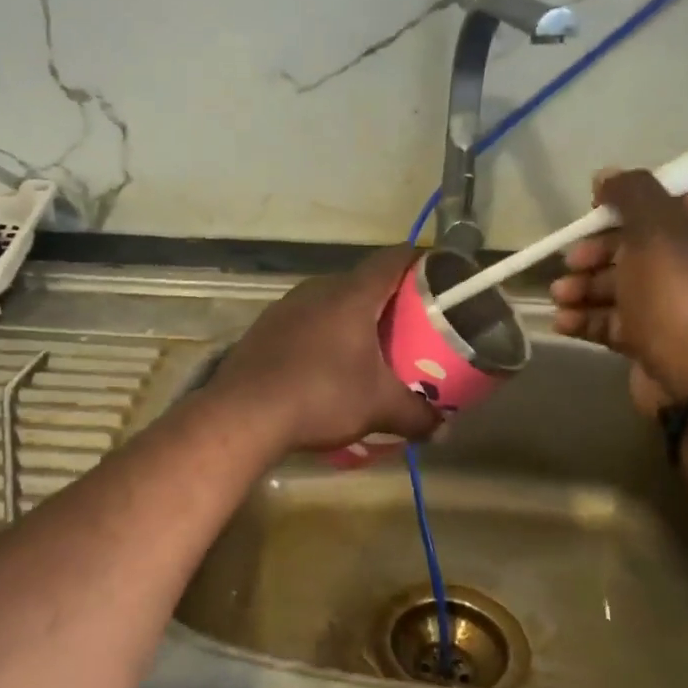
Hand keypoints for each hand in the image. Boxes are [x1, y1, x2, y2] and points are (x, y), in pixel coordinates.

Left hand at [212, 247, 441, 451]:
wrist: (244, 414)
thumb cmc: (321, 397)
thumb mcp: (378, 408)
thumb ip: (416, 415)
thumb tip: (444, 429)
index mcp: (352, 295)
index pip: (393, 259)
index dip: (420, 261)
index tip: (439, 276)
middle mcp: (318, 289)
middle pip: (362, 281)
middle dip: (388, 299)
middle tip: (410, 325)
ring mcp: (286, 307)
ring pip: (330, 301)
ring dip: (352, 318)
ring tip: (369, 347)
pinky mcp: (264, 328)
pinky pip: (305, 320)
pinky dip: (322, 334)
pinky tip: (325, 364)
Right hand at [550, 169, 687, 411]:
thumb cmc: (680, 292)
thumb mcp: (655, 228)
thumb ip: (631, 193)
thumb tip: (607, 175)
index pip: (672, 200)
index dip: (629, 202)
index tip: (593, 211)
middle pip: (639, 245)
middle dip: (596, 254)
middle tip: (571, 261)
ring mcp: (680, 305)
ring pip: (623, 285)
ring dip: (584, 287)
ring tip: (559, 296)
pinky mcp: (657, 340)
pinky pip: (617, 321)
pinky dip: (588, 318)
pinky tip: (562, 322)